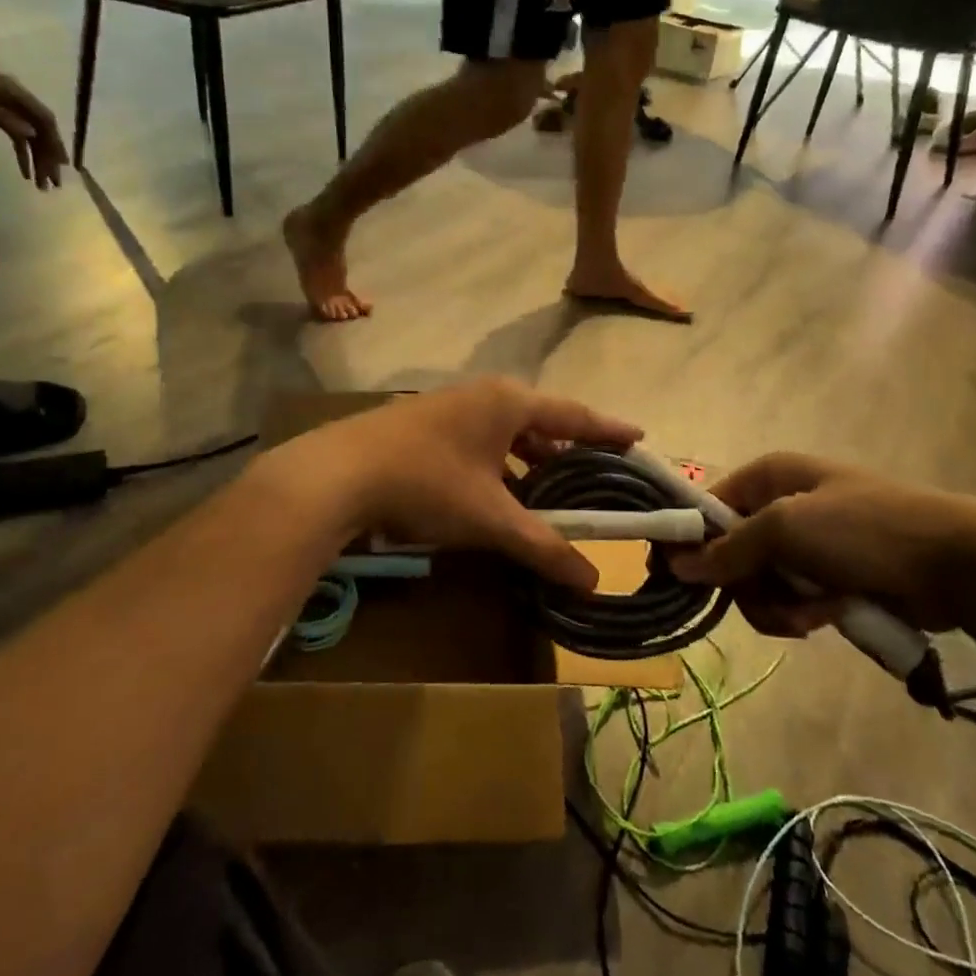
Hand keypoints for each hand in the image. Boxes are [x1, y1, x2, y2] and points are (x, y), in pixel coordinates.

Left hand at [0, 41, 68, 188]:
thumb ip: (4, 117)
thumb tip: (33, 135)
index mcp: (14, 92)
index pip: (44, 120)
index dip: (56, 143)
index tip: (62, 167)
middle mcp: (15, 97)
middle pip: (40, 131)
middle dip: (47, 158)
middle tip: (51, 184)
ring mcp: (4, 104)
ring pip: (29, 135)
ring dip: (36, 159)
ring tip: (39, 184)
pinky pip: (14, 134)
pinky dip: (20, 152)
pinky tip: (23, 170)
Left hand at [298, 378, 642, 589]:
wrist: (337, 474)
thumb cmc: (427, 484)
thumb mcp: (491, 519)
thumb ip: (544, 547)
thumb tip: (592, 580)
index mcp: (509, 402)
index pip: (574, 414)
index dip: (608, 430)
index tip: (638, 437)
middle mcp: (481, 395)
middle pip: (539, 420)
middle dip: (567, 447)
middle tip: (595, 471)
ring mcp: (447, 407)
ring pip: (504, 432)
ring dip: (529, 458)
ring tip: (550, 486)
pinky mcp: (421, 425)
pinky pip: (478, 441)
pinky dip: (497, 464)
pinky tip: (495, 492)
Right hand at [667, 453, 975, 637]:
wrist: (959, 563)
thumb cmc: (864, 530)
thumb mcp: (787, 529)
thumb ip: (728, 548)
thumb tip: (676, 564)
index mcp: (769, 476)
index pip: (706, 506)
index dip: (688, 540)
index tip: (674, 577)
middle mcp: (781, 504)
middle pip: (729, 552)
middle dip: (746, 585)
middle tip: (770, 600)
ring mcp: (806, 543)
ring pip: (758, 583)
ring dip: (777, 605)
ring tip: (812, 614)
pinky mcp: (829, 576)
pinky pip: (790, 600)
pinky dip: (802, 613)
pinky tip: (828, 616)